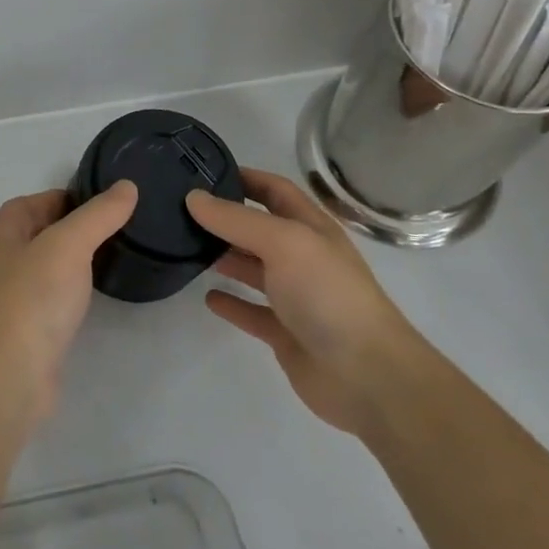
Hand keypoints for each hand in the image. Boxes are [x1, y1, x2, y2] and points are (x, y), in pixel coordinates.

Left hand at [0, 182, 137, 429]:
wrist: (7, 377)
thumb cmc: (32, 298)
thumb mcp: (69, 244)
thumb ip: (99, 215)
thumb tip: (127, 186)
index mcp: (4, 233)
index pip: (34, 201)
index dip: (66, 197)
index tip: (105, 202)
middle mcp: (3, 261)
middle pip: (41, 232)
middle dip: (74, 228)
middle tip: (117, 228)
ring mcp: (13, 298)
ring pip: (48, 268)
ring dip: (74, 262)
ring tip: (113, 258)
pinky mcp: (27, 332)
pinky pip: (53, 300)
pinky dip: (72, 293)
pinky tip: (95, 298)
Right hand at [188, 169, 423, 434]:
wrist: (367, 376)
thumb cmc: (327, 293)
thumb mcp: (283, 242)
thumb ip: (236, 219)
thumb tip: (193, 197)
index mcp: (311, 228)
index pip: (274, 190)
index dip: (244, 177)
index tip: (203, 172)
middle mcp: (303, 257)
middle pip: (259, 228)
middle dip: (226, 218)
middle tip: (181, 211)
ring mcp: (296, 297)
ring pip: (253, 269)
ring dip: (224, 257)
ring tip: (186, 247)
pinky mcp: (286, 334)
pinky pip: (252, 312)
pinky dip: (231, 303)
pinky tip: (207, 297)